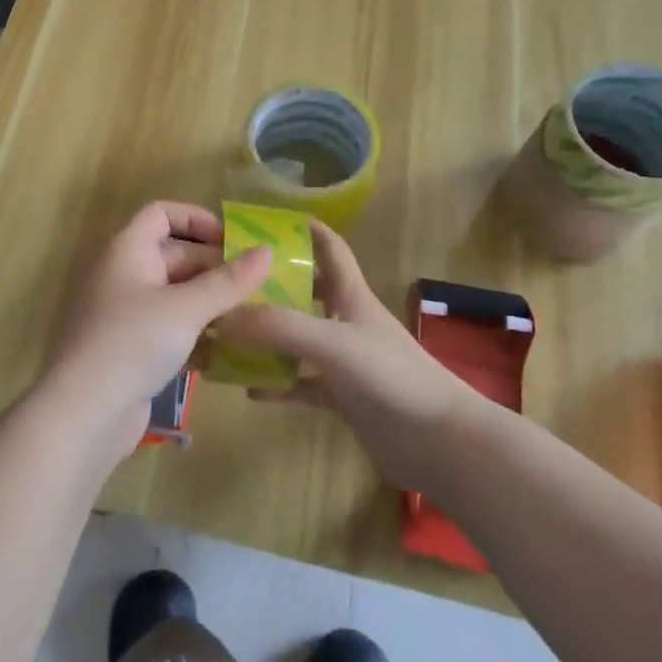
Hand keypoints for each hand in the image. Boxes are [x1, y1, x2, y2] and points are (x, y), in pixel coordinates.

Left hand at [43, 201, 272, 459]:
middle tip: (258, 284)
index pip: (160, 214)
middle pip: (173, 255)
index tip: (233, 240)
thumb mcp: (186, 307)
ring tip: (254, 315)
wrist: (84, 412)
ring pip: (175, 296)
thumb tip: (267, 251)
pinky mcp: (131, 350)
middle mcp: (124, 275)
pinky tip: (230, 350)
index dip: (196, 219)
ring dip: (210, 303)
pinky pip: (170, 329)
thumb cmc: (133, 342)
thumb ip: (228, 281)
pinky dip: (197, 333)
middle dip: (214, 267)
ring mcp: (126, 314)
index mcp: (128, 251)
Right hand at [218, 220, 486, 489]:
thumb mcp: (332, 343)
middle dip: (270, 283)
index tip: (263, 220)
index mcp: (350, 295)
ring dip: (266, 336)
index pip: (328, 247)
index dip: (303, 228)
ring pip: (297, 338)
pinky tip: (249, 389)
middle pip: (304, 291)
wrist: (440, 442)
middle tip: (228, 281)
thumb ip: (278, 326)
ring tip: (227, 333)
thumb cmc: (391, 376)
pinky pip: (301, 383)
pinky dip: (277, 384)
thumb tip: (220, 313)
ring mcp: (344, 360)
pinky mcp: (342, 397)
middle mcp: (345, 321)